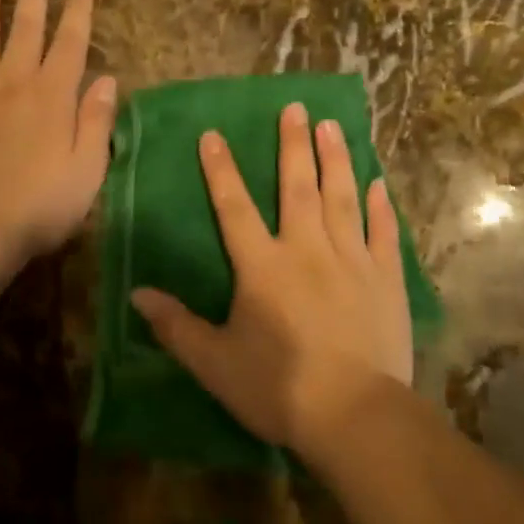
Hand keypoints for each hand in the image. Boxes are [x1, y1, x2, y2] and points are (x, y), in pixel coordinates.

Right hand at [131, 102, 412, 458]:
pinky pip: (383, 232)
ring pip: (342, 198)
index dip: (221, 170)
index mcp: (263, 266)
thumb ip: (176, 326)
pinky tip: (378, 183)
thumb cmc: (278, 388)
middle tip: (296, 108)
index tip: (213, 134)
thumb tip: (138, 293)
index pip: (234, 207)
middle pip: (298, 187)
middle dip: (294, 145)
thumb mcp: (215, 363)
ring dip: (336, 159)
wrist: (355, 415)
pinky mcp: (385, 278)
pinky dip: (380, 206)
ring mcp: (351, 260)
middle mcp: (307, 249)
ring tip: (332, 126)